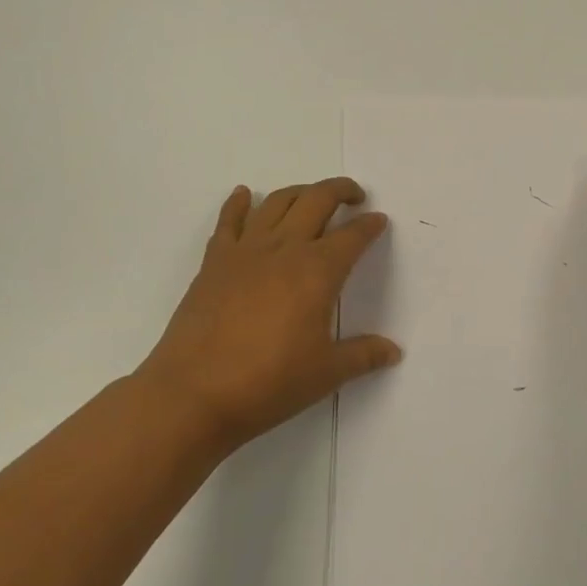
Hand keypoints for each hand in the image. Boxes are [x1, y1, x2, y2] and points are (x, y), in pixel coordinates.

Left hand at [138, 178, 400, 452]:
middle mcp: (284, 249)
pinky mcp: (214, 262)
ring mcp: (246, 251)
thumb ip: (363, 356)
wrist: (193, 394)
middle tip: (355, 195)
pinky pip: (229, 220)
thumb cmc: (268, 383)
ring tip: (311, 197)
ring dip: (300, 191)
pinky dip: (239, 202)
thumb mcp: (325, 373)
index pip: (352, 236)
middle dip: (340, 191)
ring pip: (277, 202)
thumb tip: (393, 351)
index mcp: (317, 271)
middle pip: (317, 201)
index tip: (379, 220)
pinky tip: (245, 195)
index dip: (369, 225)